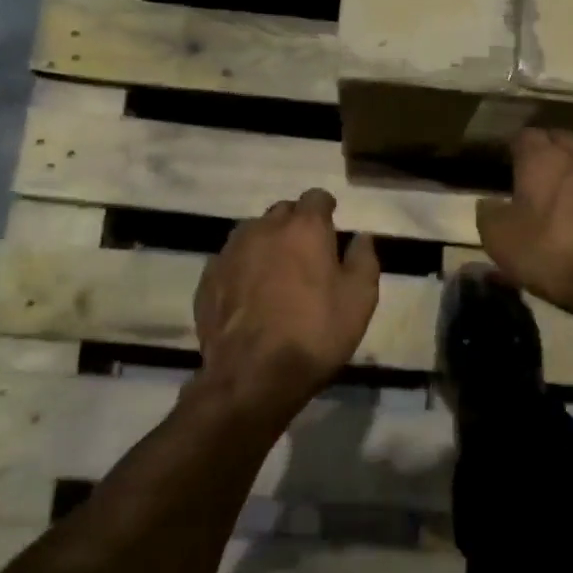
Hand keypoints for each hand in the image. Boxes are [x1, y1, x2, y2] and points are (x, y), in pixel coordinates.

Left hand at [193, 189, 379, 421]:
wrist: (252, 375)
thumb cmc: (315, 333)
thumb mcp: (360, 299)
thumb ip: (364, 259)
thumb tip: (361, 237)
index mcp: (304, 228)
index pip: (316, 197)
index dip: (326, 208)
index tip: (332, 225)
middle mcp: (264, 229)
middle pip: (282, 212)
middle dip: (296, 224)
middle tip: (308, 253)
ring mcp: (230, 252)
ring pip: (253, 233)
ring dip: (268, 243)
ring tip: (278, 272)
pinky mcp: (208, 279)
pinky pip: (231, 260)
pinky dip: (244, 268)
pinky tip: (251, 294)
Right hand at [476, 129, 572, 318]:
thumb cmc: (552, 253)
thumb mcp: (500, 240)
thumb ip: (489, 214)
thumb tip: (489, 204)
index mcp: (544, 159)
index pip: (525, 136)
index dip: (515, 148)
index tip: (509, 162)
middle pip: (564, 141)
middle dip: (551, 153)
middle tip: (538, 176)